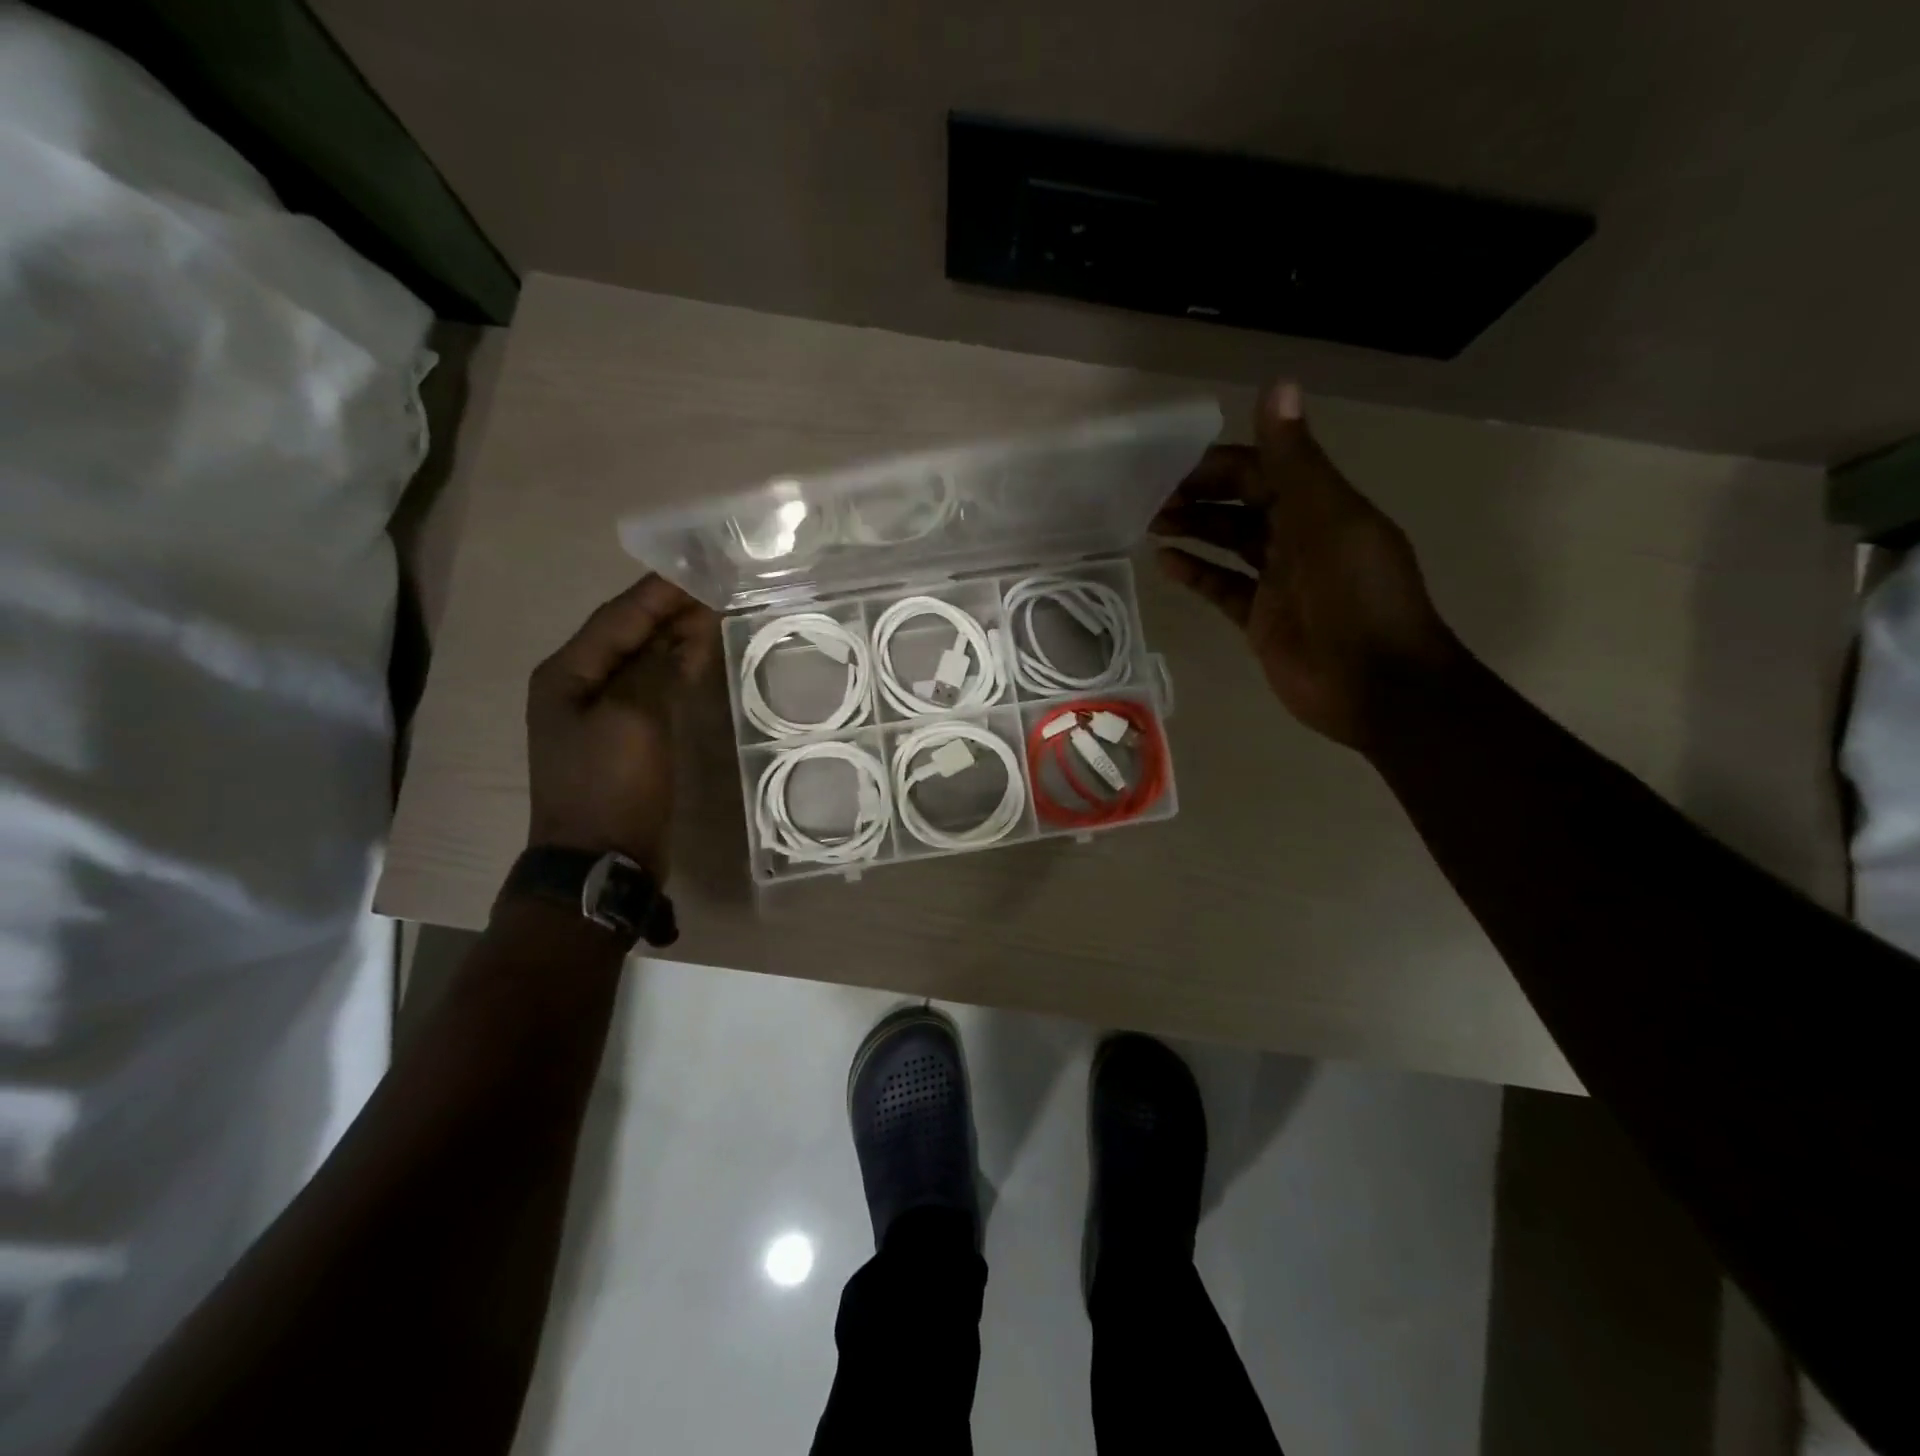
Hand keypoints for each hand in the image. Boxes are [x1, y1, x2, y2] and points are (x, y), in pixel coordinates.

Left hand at [526, 575, 718, 875]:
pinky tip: (699, 658)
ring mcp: (600, 714)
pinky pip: (651, 688)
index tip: (700, 569)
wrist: (601, 860)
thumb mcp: (633, 719)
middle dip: (669, 611)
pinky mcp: (624, 737)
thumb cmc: (612, 785)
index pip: (618, 618)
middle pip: (628, 635)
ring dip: (675, 637)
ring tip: (714, 614)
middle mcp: (577, 685)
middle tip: (716, 587)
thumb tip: (683, 631)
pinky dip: (676, 669)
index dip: (659, 593)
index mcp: (567, 673)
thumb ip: (657, 667)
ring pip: (641, 661)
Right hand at [1152, 381, 1459, 750]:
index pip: (1264, 470)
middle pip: (1242, 505)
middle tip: (1151, 496)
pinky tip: (1165, 563)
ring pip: (1229, 543)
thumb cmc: (1357, 597)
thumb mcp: (1328, 519)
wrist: (1375, 685)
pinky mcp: (1260, 618)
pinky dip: (1196, 573)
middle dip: (1200, 496)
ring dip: (1194, 529)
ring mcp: (1279, 580)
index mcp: (1322, 507)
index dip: (1221, 464)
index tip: (1173, 464)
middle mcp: (1300, 537)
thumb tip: (1277, 385)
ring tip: (1150, 522)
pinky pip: (1222, 587)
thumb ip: (1295, 460)